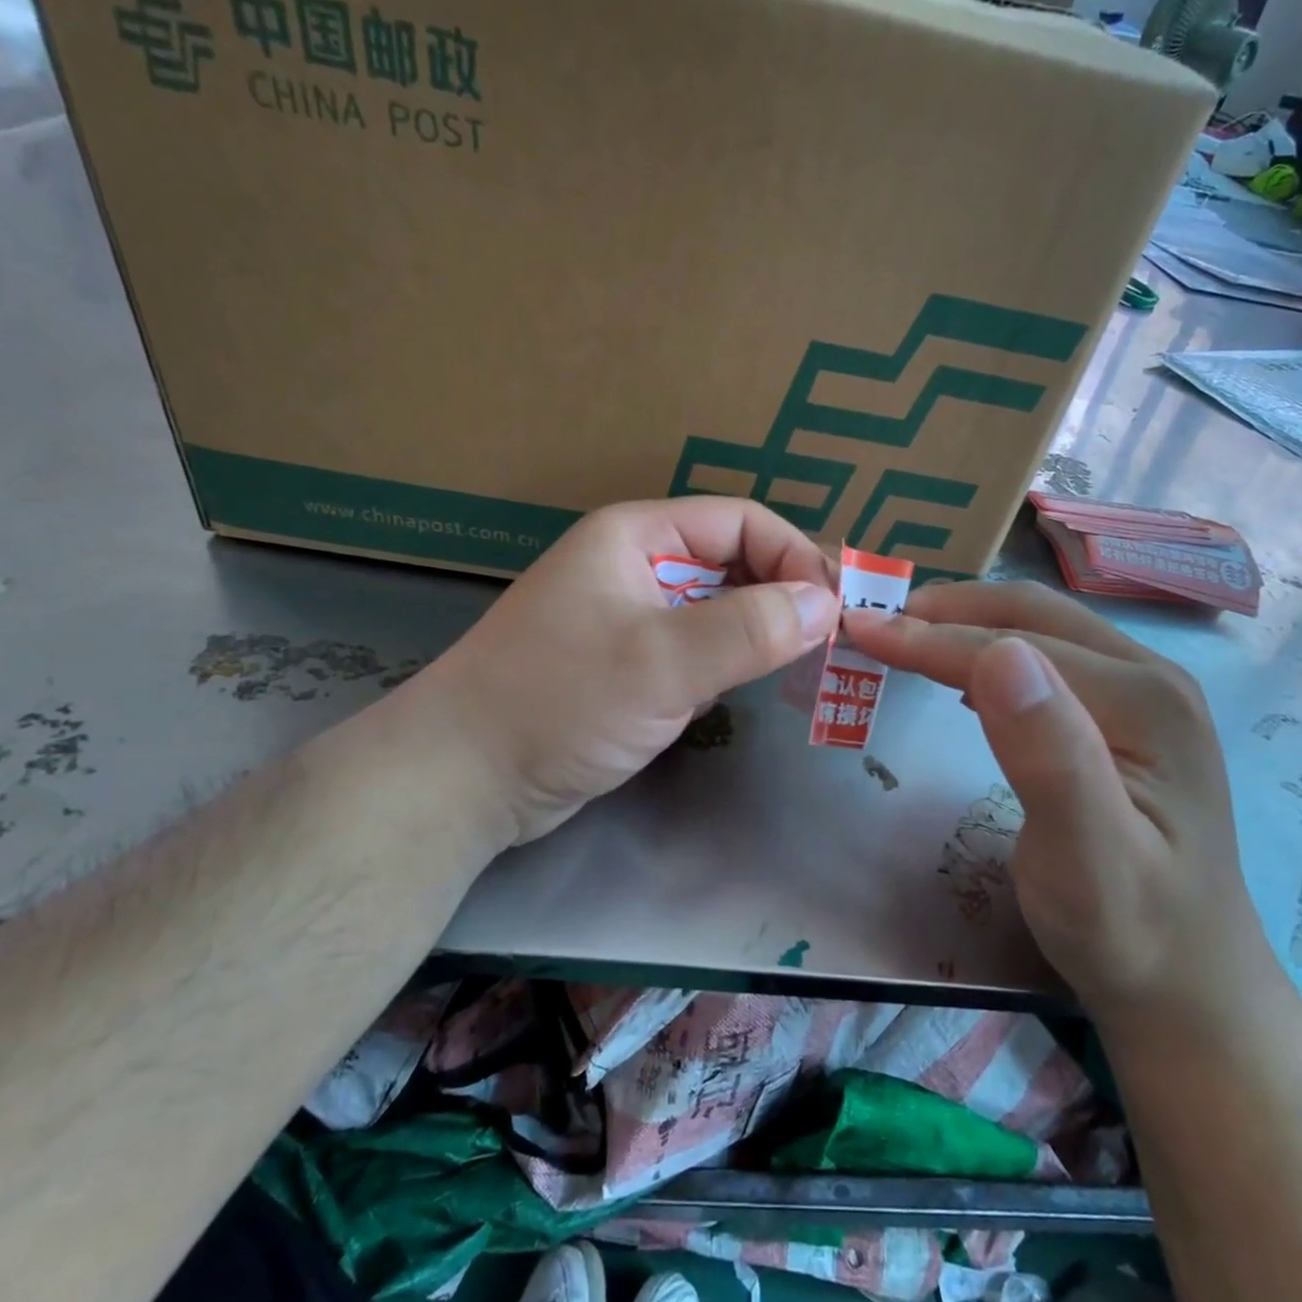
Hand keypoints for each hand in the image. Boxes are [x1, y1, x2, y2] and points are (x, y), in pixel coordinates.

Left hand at [405, 498, 837, 845]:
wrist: (465, 779)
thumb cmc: (559, 702)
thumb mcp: (662, 662)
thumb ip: (750, 629)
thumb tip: (827, 602)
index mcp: (636, 535)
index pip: (741, 522)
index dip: (795, 556)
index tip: (837, 609)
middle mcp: (636, 566)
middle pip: (733, 562)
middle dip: (785, 595)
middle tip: (835, 640)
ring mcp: (631, 618)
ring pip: (719, 609)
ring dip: (763, 631)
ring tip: (808, 664)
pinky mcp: (629, 666)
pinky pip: (698, 649)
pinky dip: (732, 662)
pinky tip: (754, 686)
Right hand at [843, 582, 1277, 1034]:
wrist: (1189, 983)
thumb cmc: (1127, 930)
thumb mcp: (1084, 857)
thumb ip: (1048, 754)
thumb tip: (999, 652)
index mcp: (1144, 699)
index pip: (1015, 645)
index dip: (932, 637)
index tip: (860, 628)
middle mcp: (1153, 677)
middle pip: (1033, 617)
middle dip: (947, 612)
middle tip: (876, 622)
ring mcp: (1146, 693)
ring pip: (1041, 631)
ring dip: (967, 626)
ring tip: (905, 637)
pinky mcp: (1130, 716)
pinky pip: (1050, 659)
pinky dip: (992, 653)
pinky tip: (963, 674)